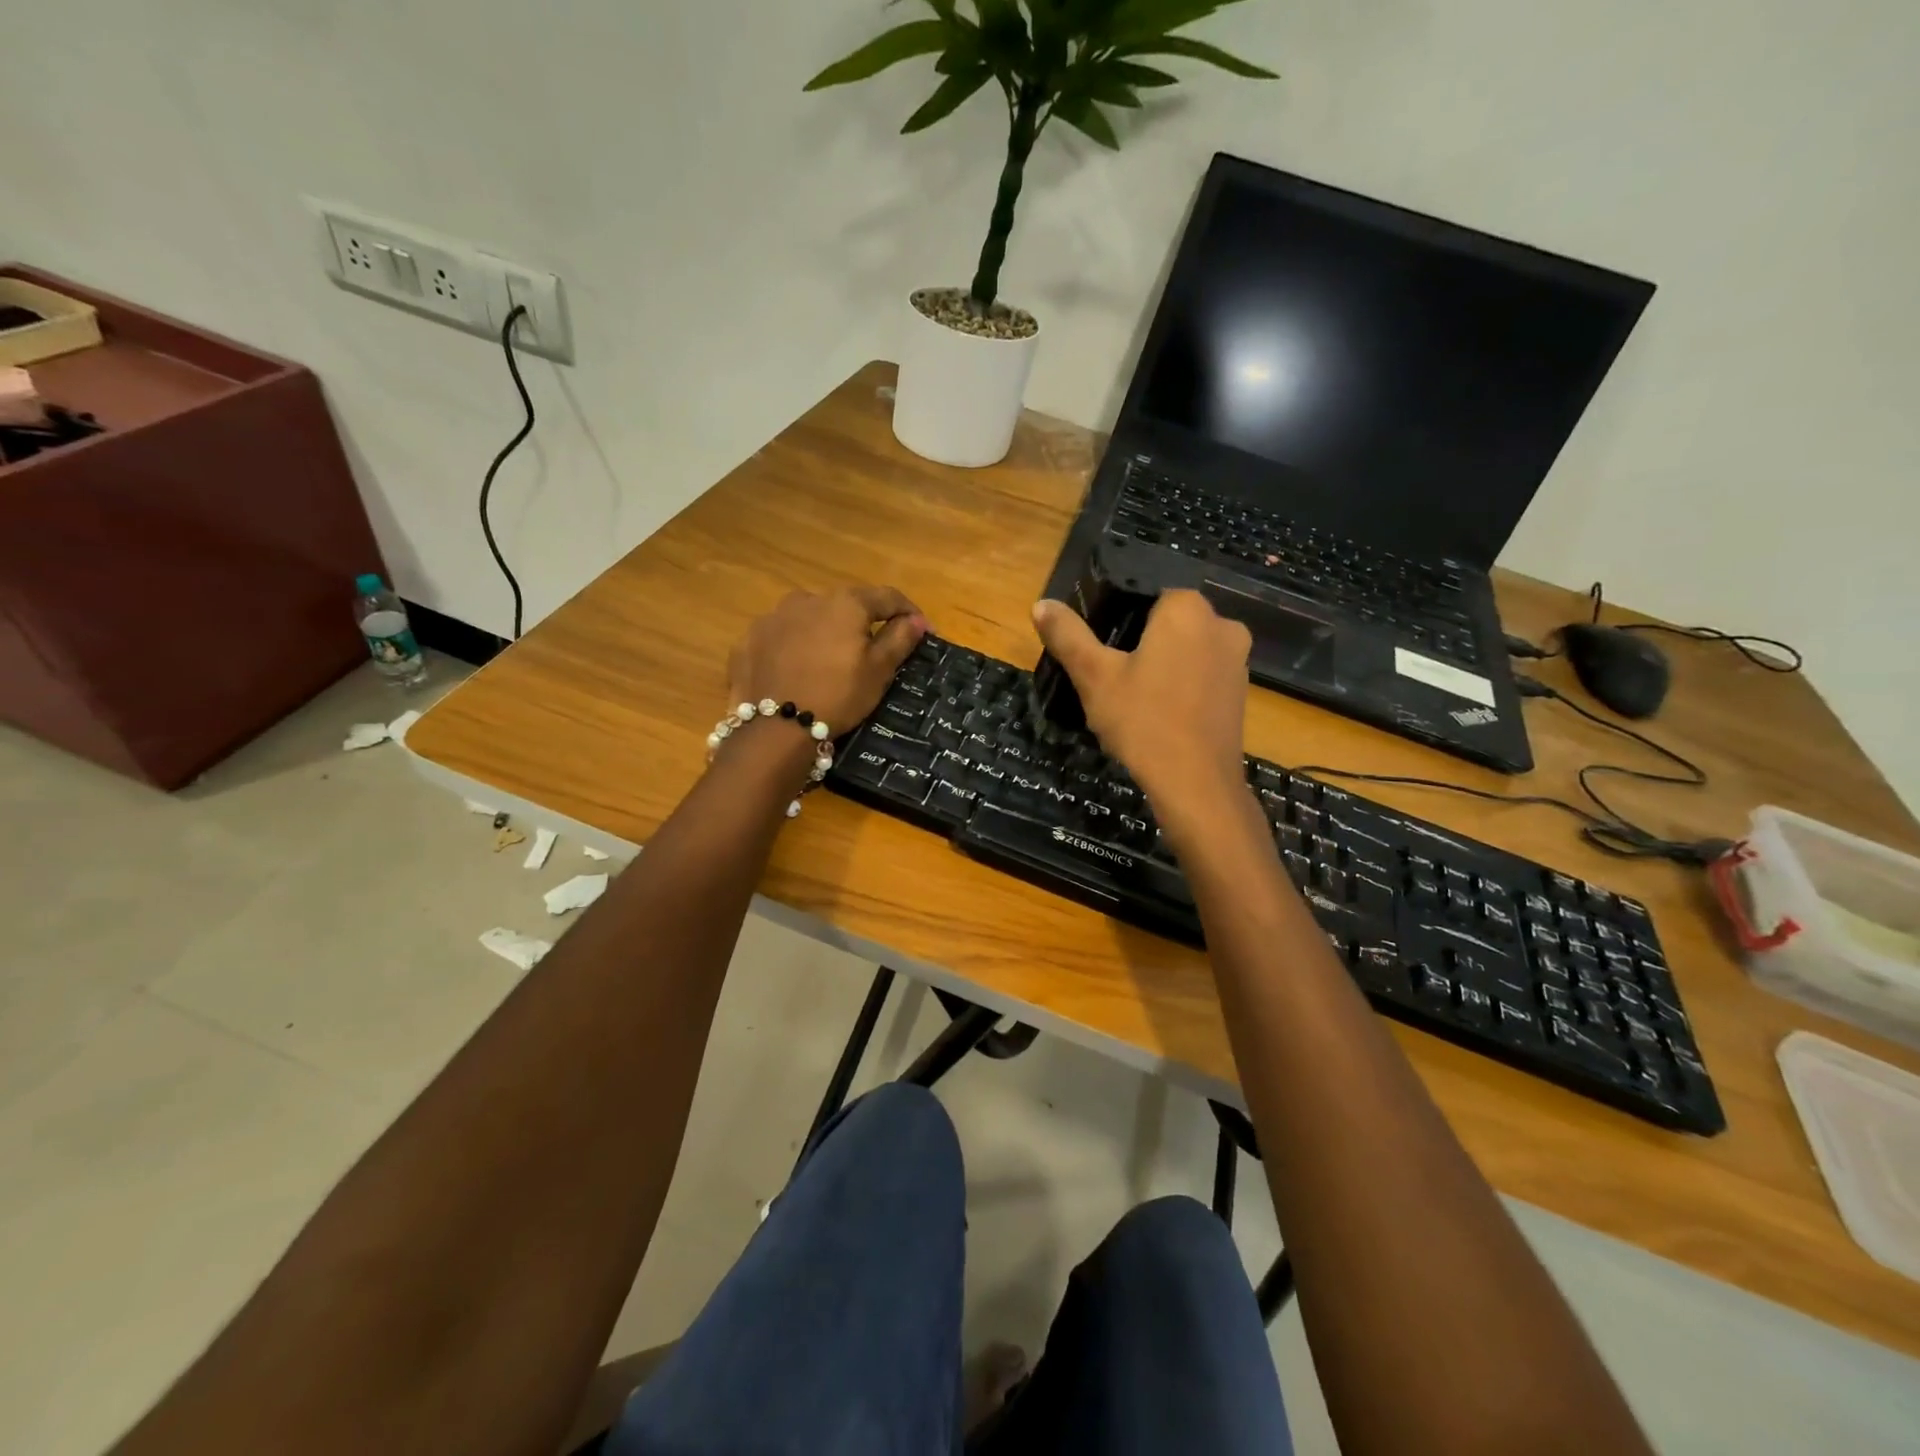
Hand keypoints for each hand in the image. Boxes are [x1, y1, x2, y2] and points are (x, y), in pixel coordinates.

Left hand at [727, 586, 925, 737]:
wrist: (775, 729)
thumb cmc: (838, 695)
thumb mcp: (878, 671)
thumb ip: (899, 639)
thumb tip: (916, 620)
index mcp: (844, 603)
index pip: (886, 597)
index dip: (908, 612)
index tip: (922, 631)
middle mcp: (807, 599)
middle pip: (844, 606)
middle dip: (861, 624)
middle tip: (871, 652)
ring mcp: (772, 618)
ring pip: (808, 620)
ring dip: (823, 633)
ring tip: (828, 663)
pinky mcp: (749, 641)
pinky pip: (780, 639)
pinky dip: (792, 649)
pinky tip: (796, 672)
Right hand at [1031, 590, 1251, 825]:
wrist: (1195, 783)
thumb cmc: (1142, 721)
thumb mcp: (1094, 676)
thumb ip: (1068, 635)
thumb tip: (1041, 604)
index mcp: (1187, 609)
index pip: (1147, 596)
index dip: (1119, 619)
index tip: (1101, 651)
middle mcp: (1222, 624)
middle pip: (1169, 623)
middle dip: (1141, 643)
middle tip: (1112, 677)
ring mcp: (1238, 660)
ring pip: (1187, 650)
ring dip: (1163, 665)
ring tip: (1133, 698)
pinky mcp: (1241, 693)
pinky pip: (1203, 676)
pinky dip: (1182, 687)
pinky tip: (1160, 715)